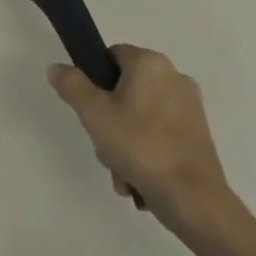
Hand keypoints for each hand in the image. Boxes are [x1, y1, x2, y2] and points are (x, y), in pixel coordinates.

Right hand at [48, 45, 233, 236]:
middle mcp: (176, 78)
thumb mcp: (92, 112)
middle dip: (108, 119)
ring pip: (139, 116)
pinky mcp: (199, 136)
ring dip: (123, 142)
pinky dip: (145, 152)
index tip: (88, 107)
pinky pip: (158, 135)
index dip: (93, 79)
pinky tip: (137, 178)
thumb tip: (57, 68)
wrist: (194, 200)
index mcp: (151, 64)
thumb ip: (71, 84)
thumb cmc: (140, 146)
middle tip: (102, 142)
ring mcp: (191, 109)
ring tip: (120, 170)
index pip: (110, 56)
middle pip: (123, 90)